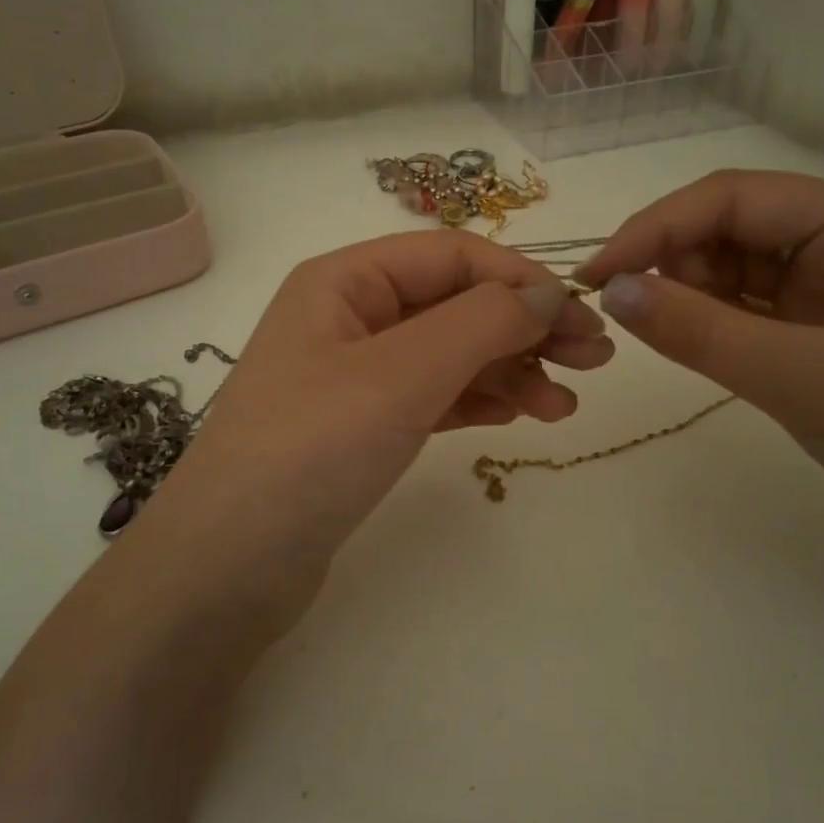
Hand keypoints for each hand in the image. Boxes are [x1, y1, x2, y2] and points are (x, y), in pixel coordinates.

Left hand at [143, 230, 613, 634]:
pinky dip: (478, 400)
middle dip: (525, 327)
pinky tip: (518, 415)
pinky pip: (433, 397)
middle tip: (594, 361)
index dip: (521, 280)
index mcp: (345, 281)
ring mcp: (354, 376)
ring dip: (509, 370)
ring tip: (563, 407)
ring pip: (450, 354)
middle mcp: (349, 317)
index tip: (581, 318)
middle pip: (455, 304)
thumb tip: (550, 293)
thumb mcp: (402, 374)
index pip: (452, 256)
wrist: (229, 566)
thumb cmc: (311, 451)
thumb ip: (481, 323)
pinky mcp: (361, 428)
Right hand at [575, 170, 823, 588]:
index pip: (734, 198)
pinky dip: (710, 326)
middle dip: (671, 262)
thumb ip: (701, 331)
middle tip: (621, 314)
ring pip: (734, 272)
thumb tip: (612, 292)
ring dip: (687, 294)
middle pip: (731, 228)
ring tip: (651, 334)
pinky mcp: (823, 341)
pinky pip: (748, 315)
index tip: (596, 276)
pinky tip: (684, 345)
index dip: (655, 228)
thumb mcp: (802, 377)